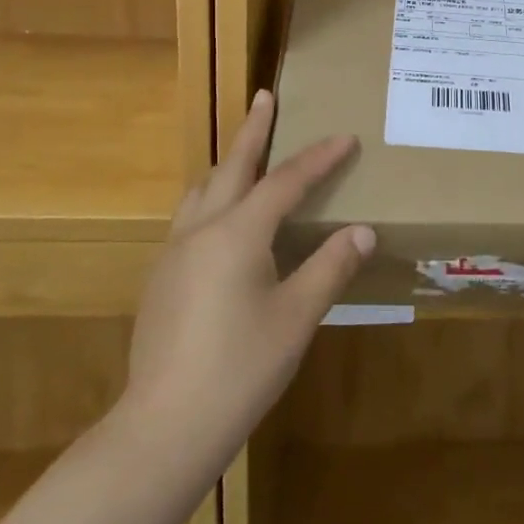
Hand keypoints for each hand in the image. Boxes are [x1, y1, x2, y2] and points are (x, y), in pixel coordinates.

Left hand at [116, 90, 373, 469]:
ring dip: (228, 164)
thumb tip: (362, 231)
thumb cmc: (241, 368)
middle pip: (232, 167)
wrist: (164, 427)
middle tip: (264, 96)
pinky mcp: (161, 280)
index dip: (319, 158)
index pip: (286, 181)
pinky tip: (222, 221)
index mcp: (238, 233)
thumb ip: (331, 267)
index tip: (345, 137)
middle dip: (253, 130)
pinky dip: (212, 198)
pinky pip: (190, 218)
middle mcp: (201, 230)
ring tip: (244, 153)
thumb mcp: (297, 317)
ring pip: (202, 191)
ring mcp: (174, 254)